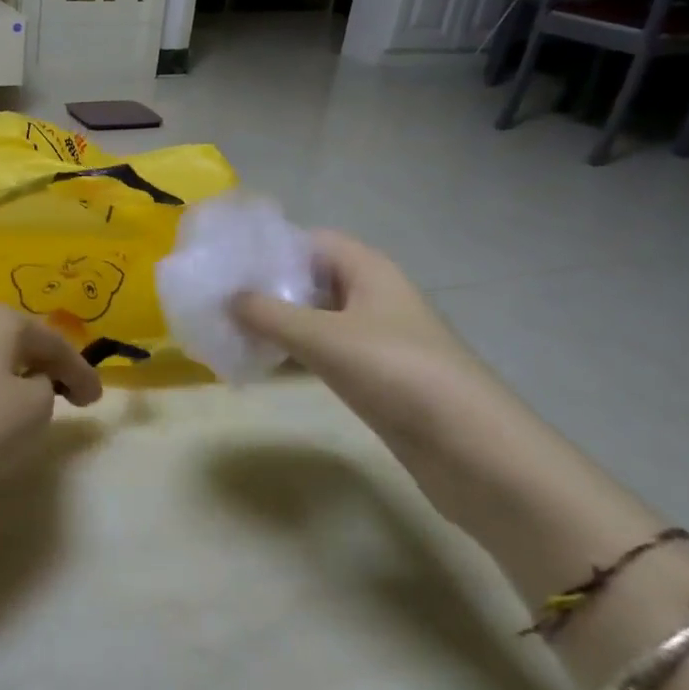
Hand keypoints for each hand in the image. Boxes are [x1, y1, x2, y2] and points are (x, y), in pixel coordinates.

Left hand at [0, 304, 102, 509]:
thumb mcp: (32, 410)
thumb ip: (47, 389)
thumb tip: (29, 383)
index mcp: (2, 319)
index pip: (55, 344)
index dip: (82, 373)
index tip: (98, 402)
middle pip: (21, 342)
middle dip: (48, 368)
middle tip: (70, 397)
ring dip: (16, 378)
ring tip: (31, 406)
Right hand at [231, 230, 481, 437]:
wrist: (470, 448)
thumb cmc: (397, 372)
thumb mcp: (325, 337)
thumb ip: (270, 314)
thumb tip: (226, 297)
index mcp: (369, 270)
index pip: (312, 241)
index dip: (271, 246)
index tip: (226, 261)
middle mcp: (372, 296)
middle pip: (311, 279)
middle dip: (267, 287)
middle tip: (217, 299)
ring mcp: (374, 338)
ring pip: (315, 318)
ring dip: (277, 323)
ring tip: (228, 330)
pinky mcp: (374, 376)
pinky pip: (324, 352)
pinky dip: (294, 354)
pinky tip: (261, 364)